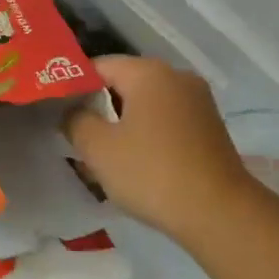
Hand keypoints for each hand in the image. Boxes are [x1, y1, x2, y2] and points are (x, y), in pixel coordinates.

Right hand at [62, 55, 256, 246]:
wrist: (219, 213)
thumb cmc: (152, 172)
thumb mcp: (99, 148)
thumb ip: (76, 121)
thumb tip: (72, 112)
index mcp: (149, 72)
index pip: (99, 66)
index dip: (75, 86)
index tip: (59, 113)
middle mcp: (177, 77)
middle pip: (125, 83)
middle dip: (99, 107)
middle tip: (77, 136)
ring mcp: (198, 101)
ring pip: (147, 104)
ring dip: (124, 124)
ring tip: (104, 155)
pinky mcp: (210, 127)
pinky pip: (167, 121)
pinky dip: (148, 135)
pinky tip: (137, 164)